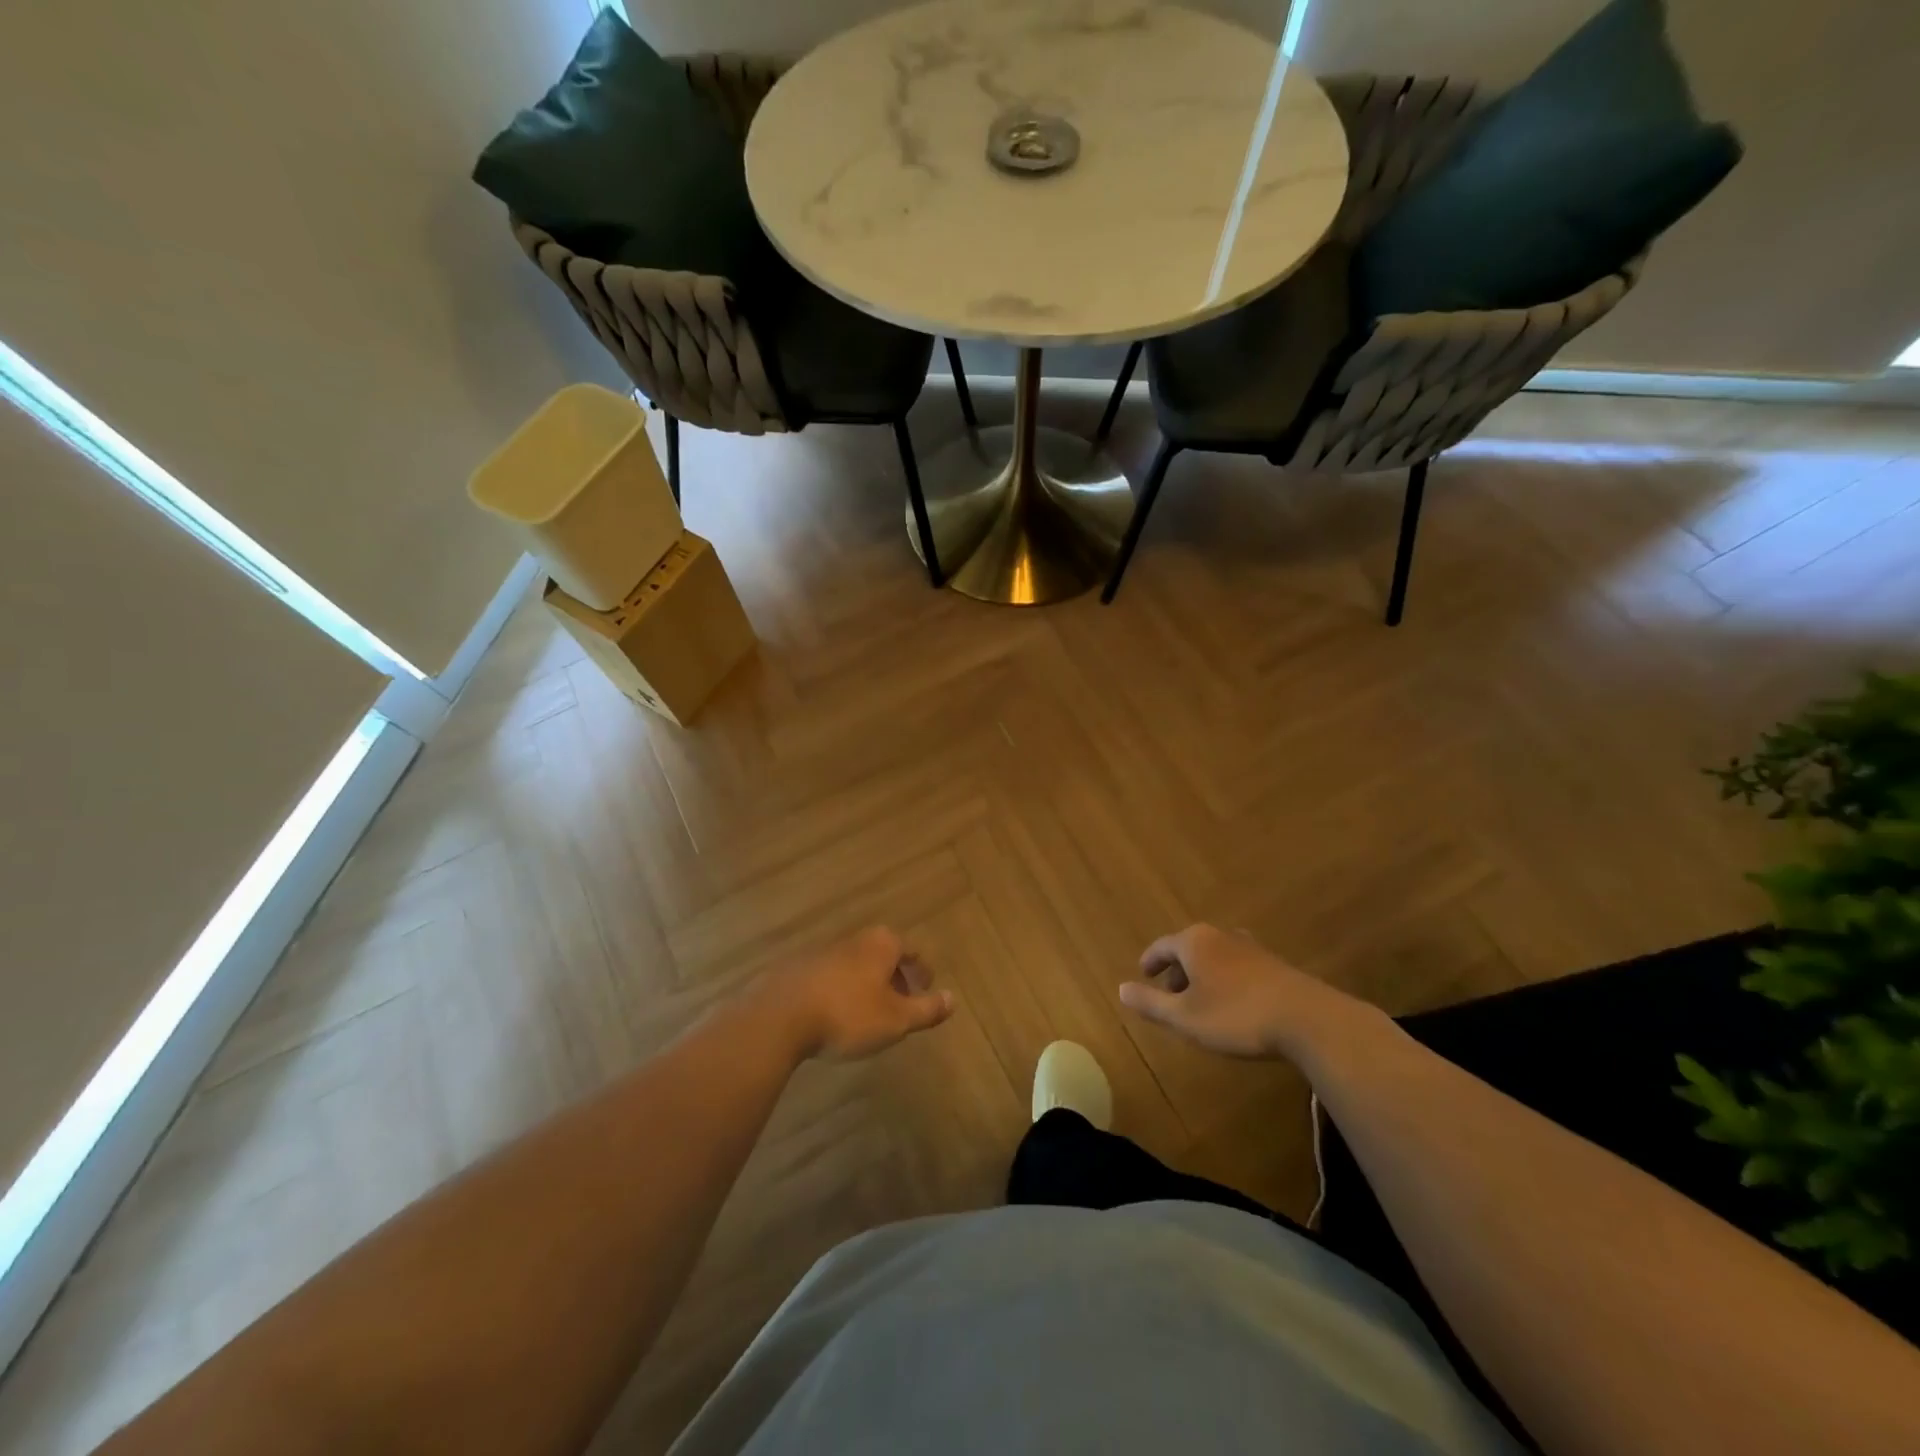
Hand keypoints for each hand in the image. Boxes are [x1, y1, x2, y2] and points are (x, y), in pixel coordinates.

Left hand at [756, 926, 953, 1061]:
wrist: (779, 1016)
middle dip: (894, 977)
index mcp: (881, 944)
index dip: (922, 971)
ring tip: (869, 1014)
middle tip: (902, 1003)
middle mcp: (854, 940)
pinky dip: (840, 991)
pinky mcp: (797, 969)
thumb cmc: (848, 1015)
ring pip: (855, 966)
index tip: (927, 988)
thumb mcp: (896, 1019)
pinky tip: (835, 1016)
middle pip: (882, 955)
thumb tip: (954, 999)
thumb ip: (926, 1009)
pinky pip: (830, 978)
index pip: (911, 951)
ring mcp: (822, 951)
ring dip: (866, 985)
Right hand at [1118, 924, 1378, 1062]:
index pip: (1162, 946)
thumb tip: (1121, 989)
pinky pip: (1237, 966)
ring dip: (1203, 975)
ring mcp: (1250, 948)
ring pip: (1215, 956)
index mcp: (1194, 942)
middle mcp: (1220, 936)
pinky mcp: (1274, 964)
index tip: (1143, 974)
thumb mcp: (1184, 1017)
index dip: (1151, 961)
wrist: (1307, 1020)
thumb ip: (1151, 1003)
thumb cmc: (1236, 1016)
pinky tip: (1233, 1004)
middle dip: (1177, 970)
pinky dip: (1226, 980)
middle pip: (1190, 947)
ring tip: (1201, 1001)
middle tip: (1170, 994)